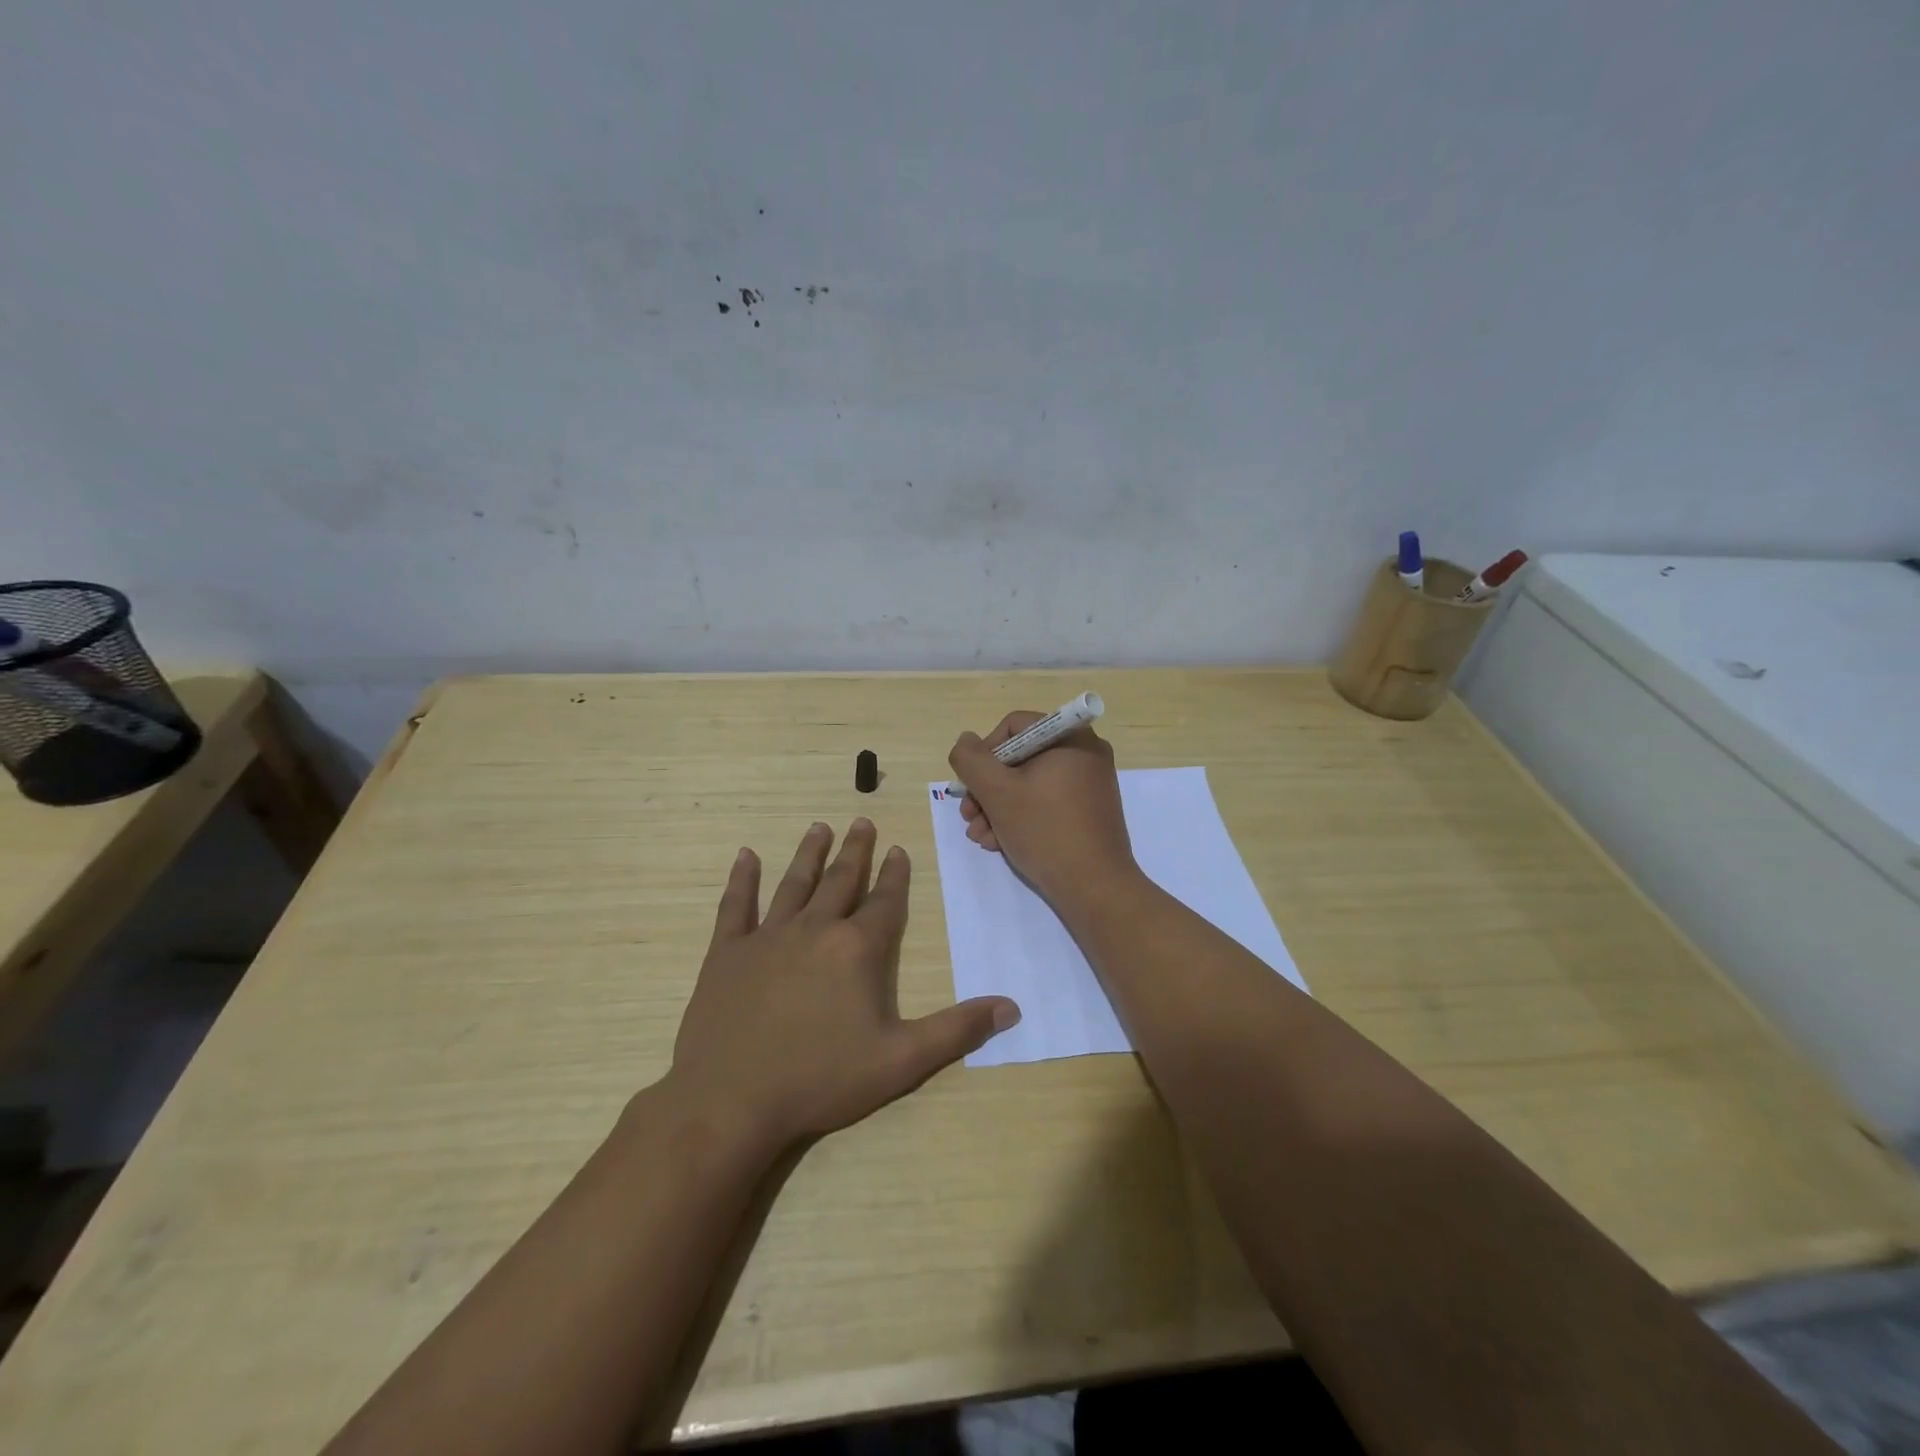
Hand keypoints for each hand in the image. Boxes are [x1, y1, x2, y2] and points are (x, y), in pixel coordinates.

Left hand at [665, 819, 1020, 1153]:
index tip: (898, 849)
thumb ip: (956, 1030)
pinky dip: (742, 879)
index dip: (894, 875)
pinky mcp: (727, 953)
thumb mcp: (900, 1061)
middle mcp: (814, 930)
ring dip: (809, 854)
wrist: (730, 1101)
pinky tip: (746, 855)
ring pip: (794, 883)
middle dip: (855, 851)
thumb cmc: (820, 1080)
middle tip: (861, 821)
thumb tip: (1011, 1006)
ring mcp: (767, 937)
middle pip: (840, 880)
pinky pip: (736, 906)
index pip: (883, 902)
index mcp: (856, 949)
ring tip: (819, 827)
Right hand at [948, 713, 1139, 911]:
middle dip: (987, 788)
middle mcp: (1085, 753)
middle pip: (1019, 758)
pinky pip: (1046, 802)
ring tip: (981, 836)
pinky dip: (1021, 817)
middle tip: (969, 816)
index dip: (985, 753)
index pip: (1014, 727)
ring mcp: (1089, 784)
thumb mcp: (997, 793)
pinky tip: (999, 843)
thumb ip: (972, 760)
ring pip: (1029, 783)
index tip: (971, 786)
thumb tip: (965, 741)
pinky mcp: (1088, 811)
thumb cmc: (1045, 831)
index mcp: (1070, 737)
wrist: (1095, 888)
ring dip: (997, 807)